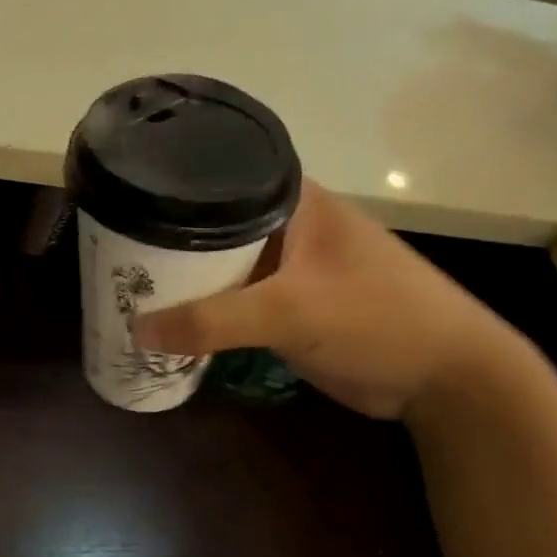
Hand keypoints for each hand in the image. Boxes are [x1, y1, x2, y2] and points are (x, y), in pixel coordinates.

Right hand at [131, 181, 518, 419]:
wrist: (445, 378)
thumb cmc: (377, 317)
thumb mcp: (291, 310)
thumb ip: (212, 320)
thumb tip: (136, 331)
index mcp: (294, 200)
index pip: (219, 178)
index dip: (171, 189)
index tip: (123, 200)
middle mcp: (286, 225)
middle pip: (212, 226)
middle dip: (167, 241)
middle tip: (111, 251)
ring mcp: (287, 267)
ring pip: (220, 266)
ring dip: (183, 280)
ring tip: (123, 284)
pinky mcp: (287, 306)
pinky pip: (233, 301)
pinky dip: (204, 310)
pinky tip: (165, 319)